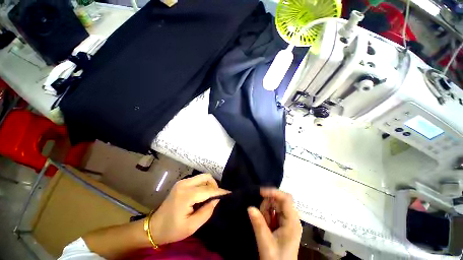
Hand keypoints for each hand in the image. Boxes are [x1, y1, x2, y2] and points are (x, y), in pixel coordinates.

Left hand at [149, 174, 228, 244]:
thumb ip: (207, 211)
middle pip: (206, 177)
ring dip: (209, 184)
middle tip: (217, 196)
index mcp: (186, 195)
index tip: (229, 193)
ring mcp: (182, 182)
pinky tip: (203, 194)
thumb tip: (216, 199)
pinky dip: (203, 185)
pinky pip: (197, 180)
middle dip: (214, 185)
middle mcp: (184, 184)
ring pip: (202, 177)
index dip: (219, 191)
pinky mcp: (181, 183)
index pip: (208, 189)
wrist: (154, 227)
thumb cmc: (173, 229)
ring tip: (210, 196)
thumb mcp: (192, 226)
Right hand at [248, 188, 301, 259]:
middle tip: (261, 216)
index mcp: (292, 222)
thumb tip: (249, 207)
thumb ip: (258, 224)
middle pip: (279, 200)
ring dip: (266, 210)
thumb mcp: (266, 243)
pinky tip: (266, 225)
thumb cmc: (276, 259)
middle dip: (268, 204)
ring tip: (264, 224)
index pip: (286, 199)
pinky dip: (267, 215)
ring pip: (275, 205)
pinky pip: (273, 211)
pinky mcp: (283, 223)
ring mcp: (287, 220)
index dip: (274, 192)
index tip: (260, 193)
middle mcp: (292, 218)